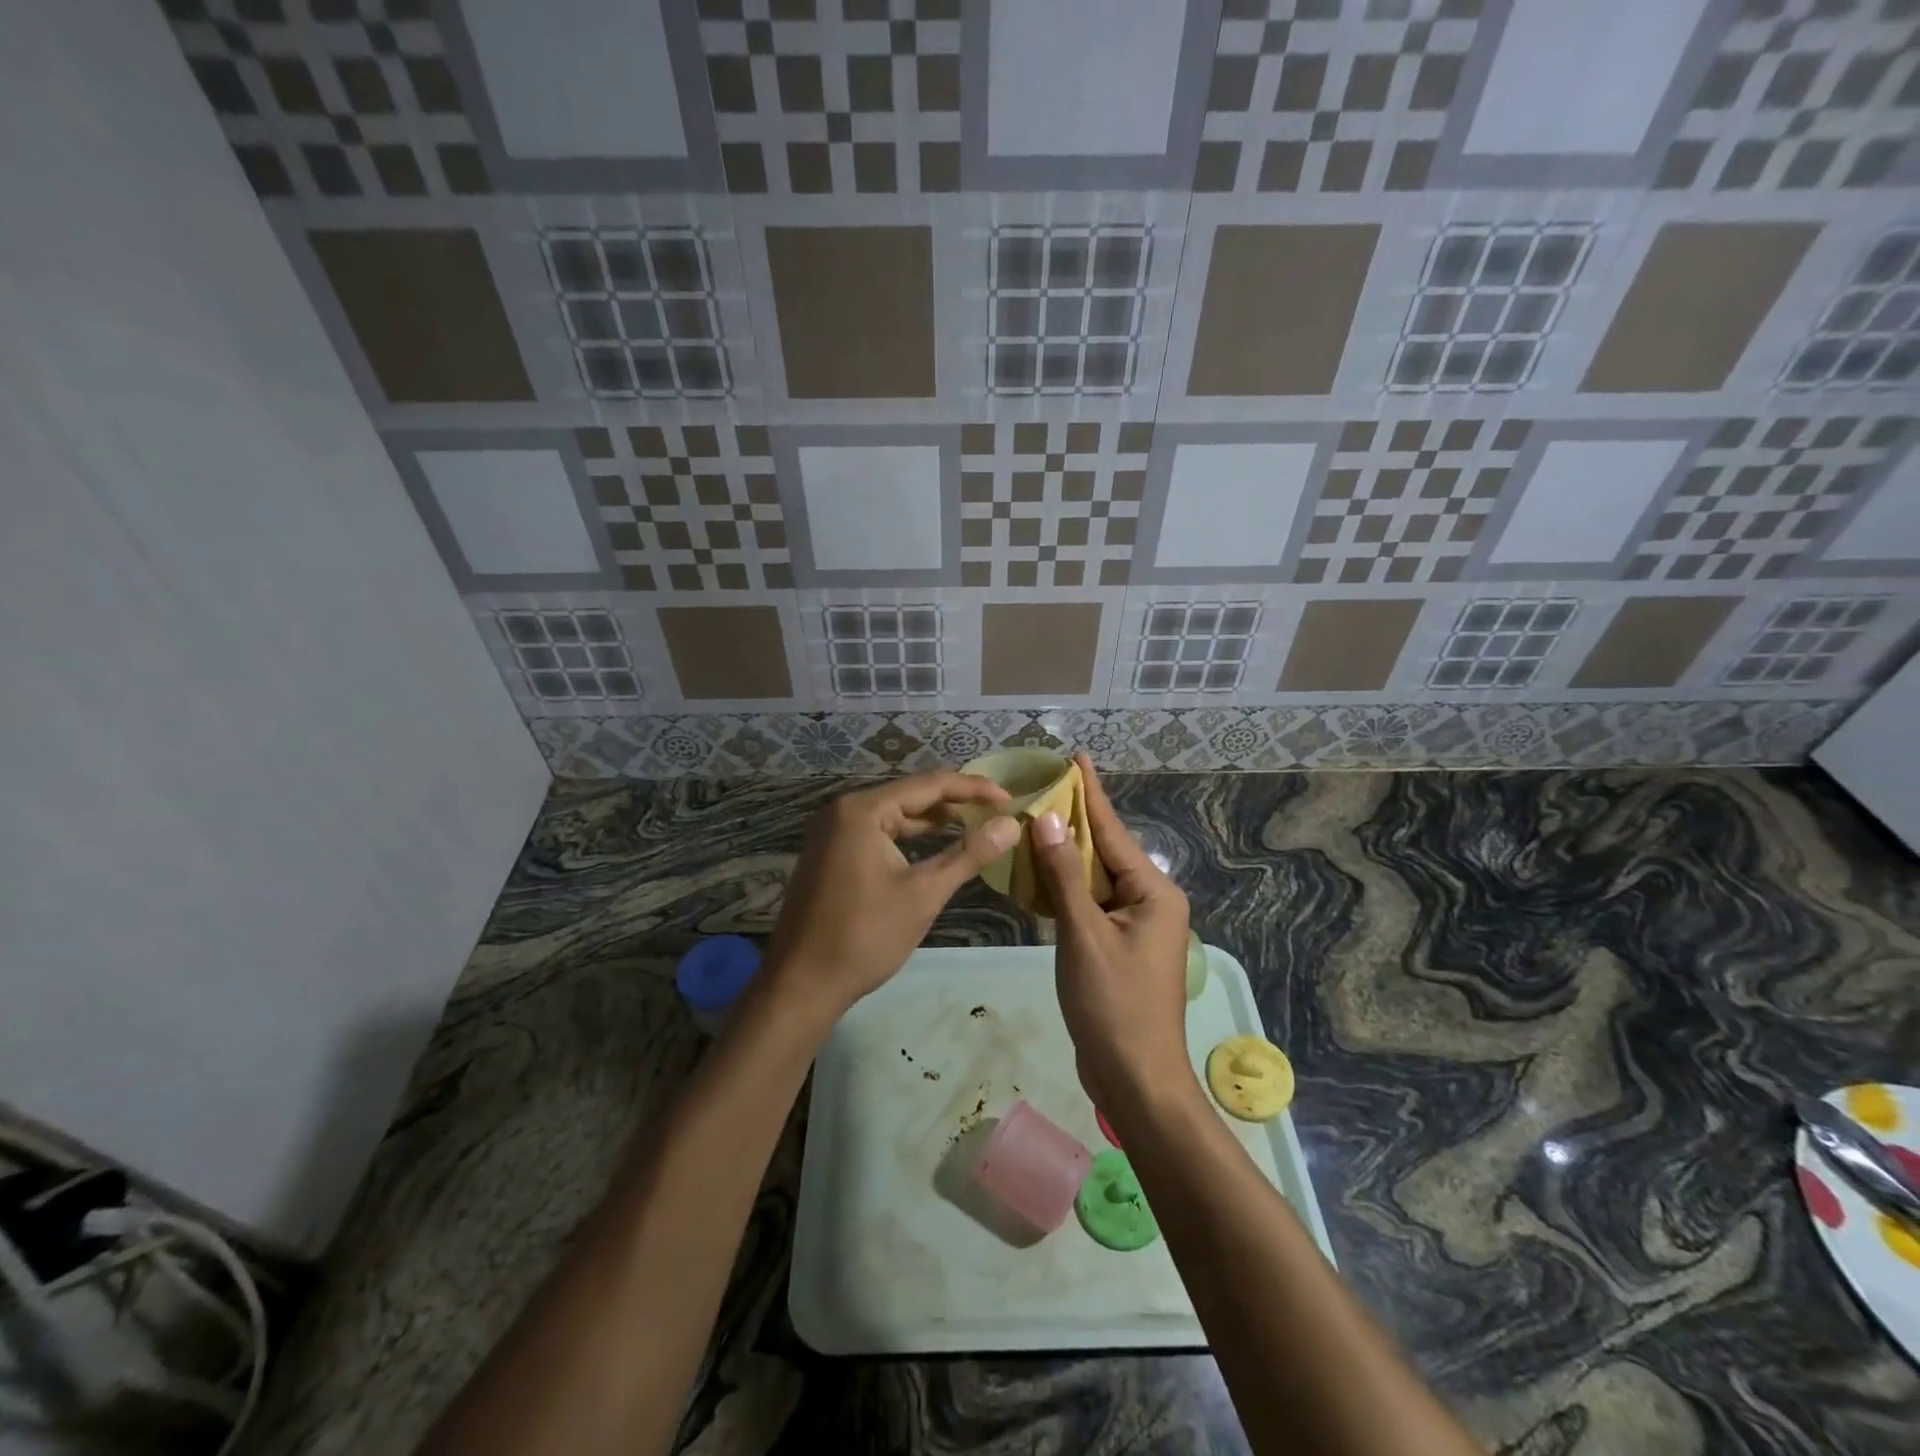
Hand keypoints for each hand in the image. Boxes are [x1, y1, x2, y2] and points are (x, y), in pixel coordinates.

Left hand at [763, 771, 1017, 1022]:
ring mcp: (832, 831)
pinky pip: (877, 832)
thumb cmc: (865, 936)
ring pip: (894, 815)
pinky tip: (934, 845)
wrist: (802, 984)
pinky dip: (908, 837)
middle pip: (910, 795)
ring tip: (974, 823)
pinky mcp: (830, 853)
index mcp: (863, 810)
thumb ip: (969, 854)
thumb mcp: (924, 894)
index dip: (973, 789)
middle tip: (996, 810)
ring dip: (932, 820)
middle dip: (954, 802)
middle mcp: (843, 810)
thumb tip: (1012, 825)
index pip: (929, 785)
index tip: (1010, 798)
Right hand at [1031, 755, 1195, 1111]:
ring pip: (1094, 880)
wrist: (1135, 1080)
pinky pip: (1090, 905)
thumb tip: (1048, 820)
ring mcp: (1135, 927)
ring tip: (1033, 823)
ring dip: (1064, 857)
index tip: (1076, 757)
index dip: (1091, 794)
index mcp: (1153, 893)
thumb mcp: (1084, 936)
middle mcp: (1150, 902)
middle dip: (1072, 823)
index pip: (1112, 832)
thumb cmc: (1114, 1005)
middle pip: (1104, 852)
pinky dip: (1065, 890)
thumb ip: (1064, 876)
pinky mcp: (1118, 948)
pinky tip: (1039, 875)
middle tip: (1041, 788)